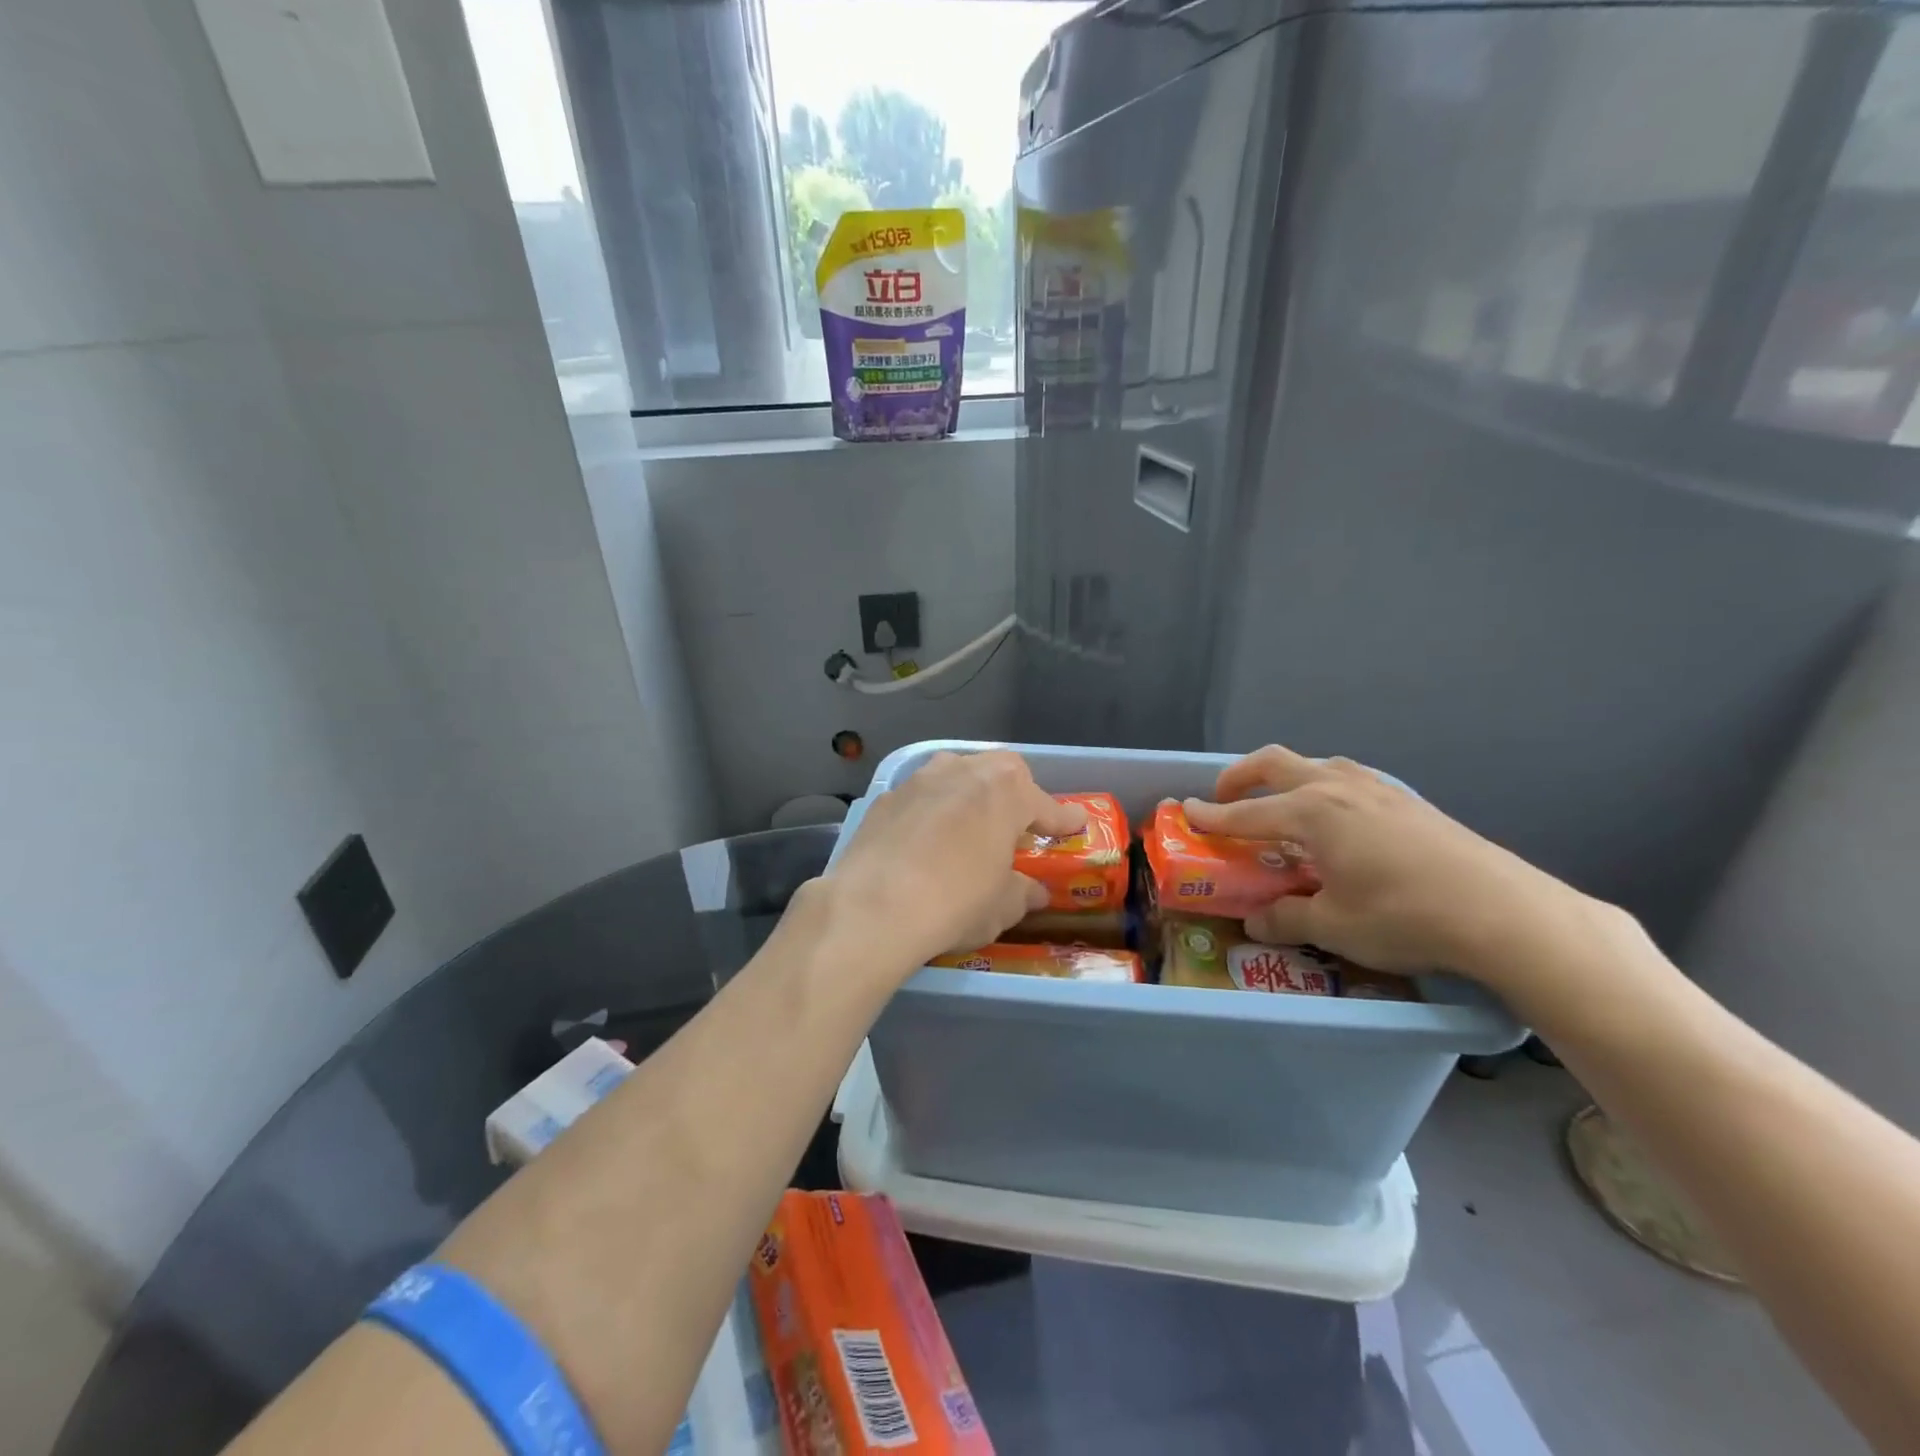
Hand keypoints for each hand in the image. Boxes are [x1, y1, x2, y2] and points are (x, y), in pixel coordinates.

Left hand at [822, 751, 1086, 975]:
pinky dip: (932, 811)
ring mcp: (920, 780)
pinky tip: (926, 838)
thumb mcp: (1000, 907)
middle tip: (1018, 824)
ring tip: (971, 824)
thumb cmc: (955, 902)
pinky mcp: (886, 798)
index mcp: (1006, 791)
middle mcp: (965, 771)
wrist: (873, 906)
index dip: (1063, 819)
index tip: (1076, 825)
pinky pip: (921, 797)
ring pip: (956, 774)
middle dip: (1015, 793)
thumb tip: (1033, 892)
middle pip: (1000, 772)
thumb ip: (1021, 893)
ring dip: (969, 793)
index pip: (1046, 805)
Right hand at [1183, 746, 1590, 979]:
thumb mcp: (1334, 926)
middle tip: (1224, 798)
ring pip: (1316, 763)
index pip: (1245, 814)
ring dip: (1286, 776)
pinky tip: (1339, 820)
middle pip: (1274, 763)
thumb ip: (1286, 918)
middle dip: (1239, 776)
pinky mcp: (1408, 800)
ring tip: (1281, 805)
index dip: (1210, 817)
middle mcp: (1337, 788)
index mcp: (1311, 813)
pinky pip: (1349, 778)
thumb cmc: (1406, 916)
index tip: (1184, 813)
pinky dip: (1323, 786)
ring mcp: (1377, 789)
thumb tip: (1256, 922)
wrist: (1504, 911)